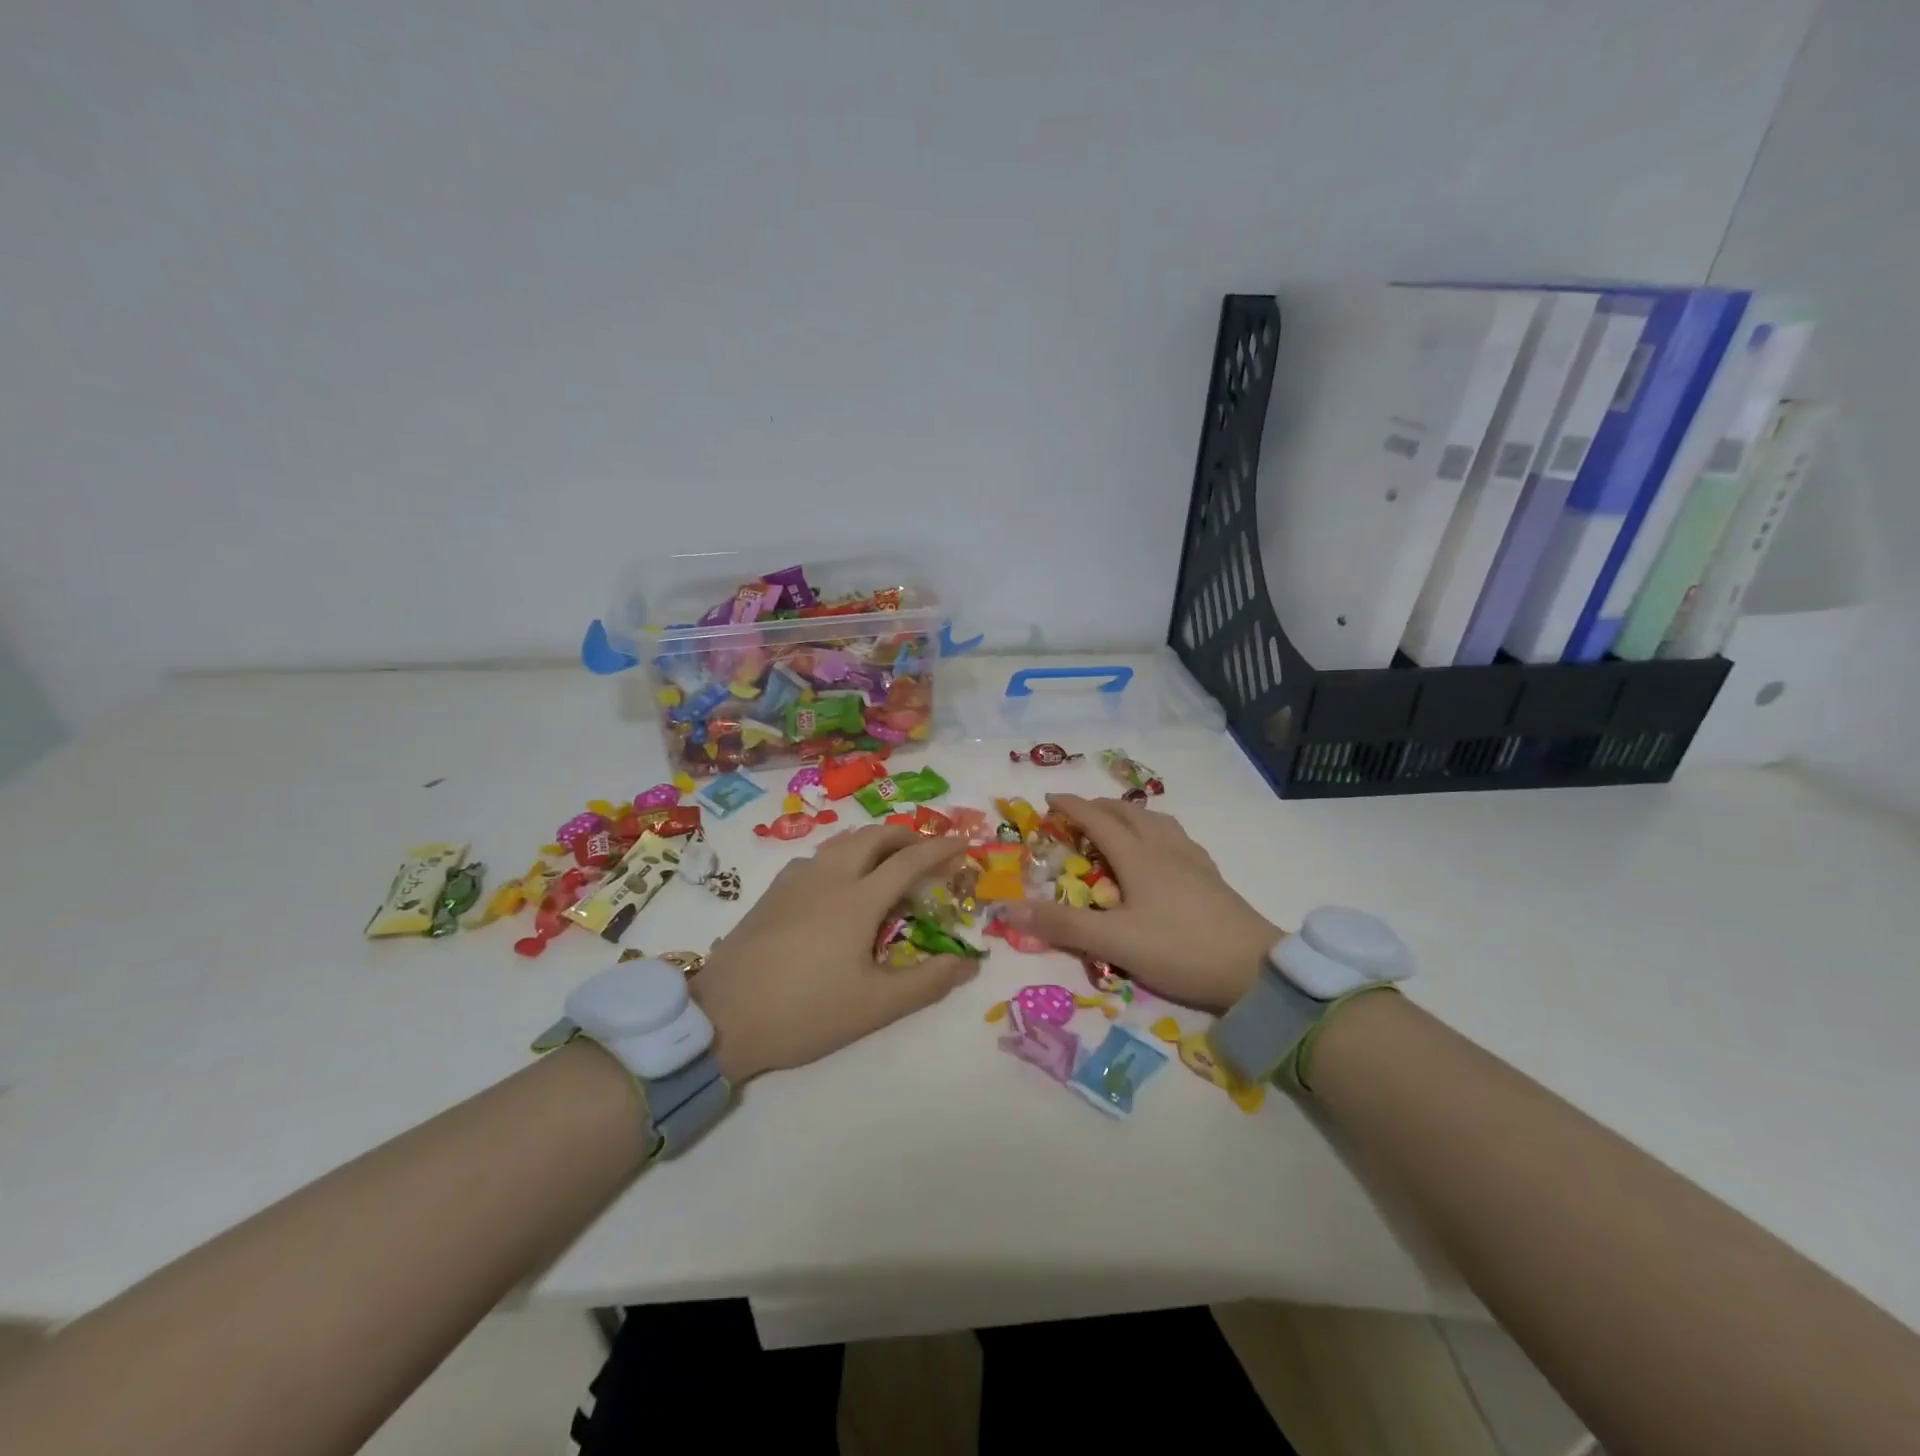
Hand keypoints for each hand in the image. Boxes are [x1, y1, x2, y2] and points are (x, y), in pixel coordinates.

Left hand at [692, 825, 977, 1082]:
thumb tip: (969, 963)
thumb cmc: (805, 1011)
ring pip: (842, 841)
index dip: (939, 849)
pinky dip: (843, 854)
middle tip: (925, 851)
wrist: (722, 1017)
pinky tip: (840, 882)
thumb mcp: (874, 1007)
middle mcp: (829, 876)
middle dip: (905, 835)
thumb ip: (927, 982)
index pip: (908, 861)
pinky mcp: (773, 891)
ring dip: (873, 841)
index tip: (962, 844)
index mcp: (858, 899)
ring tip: (887, 861)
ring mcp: (796, 880)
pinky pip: (818, 856)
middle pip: (873, 836)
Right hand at [999, 793, 1282, 1012]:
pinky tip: (1162, 851)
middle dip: (1099, 807)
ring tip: (1118, 824)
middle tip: (1077, 814)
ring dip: (1130, 815)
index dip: (1072, 806)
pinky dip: (1156, 831)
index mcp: (1139, 856)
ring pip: (1157, 822)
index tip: (1049, 798)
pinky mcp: (1211, 877)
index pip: (1098, 819)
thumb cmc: (1180, 949)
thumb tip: (1008, 906)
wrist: (1256, 970)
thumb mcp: (1114, 941)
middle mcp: (1165, 848)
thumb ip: (1062, 924)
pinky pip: (1176, 838)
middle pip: (1128, 814)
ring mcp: (1192, 860)